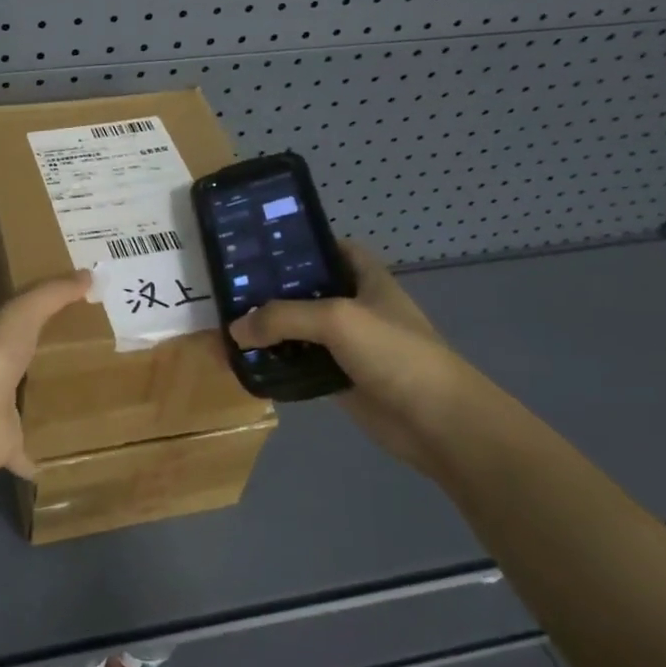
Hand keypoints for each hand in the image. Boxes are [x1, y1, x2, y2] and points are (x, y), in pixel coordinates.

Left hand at [0, 270, 92, 483]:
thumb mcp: (23, 313)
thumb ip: (53, 294)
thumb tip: (89, 274)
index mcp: (4, 343)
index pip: (28, 326)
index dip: (51, 320)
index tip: (86, 317)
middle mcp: (2, 377)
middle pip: (32, 369)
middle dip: (56, 367)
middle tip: (101, 365)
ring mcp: (4, 416)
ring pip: (32, 411)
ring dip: (52, 409)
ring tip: (95, 409)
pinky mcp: (10, 449)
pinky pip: (32, 456)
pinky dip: (45, 460)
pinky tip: (69, 462)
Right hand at [229, 243, 514, 474]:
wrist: (438, 422)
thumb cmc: (395, 353)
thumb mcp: (337, 320)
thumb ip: (283, 317)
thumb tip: (235, 330)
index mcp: (365, 279)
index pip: (330, 249)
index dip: (299, 244)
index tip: (258, 246)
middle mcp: (355, 306)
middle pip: (306, 290)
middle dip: (270, 289)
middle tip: (228, 288)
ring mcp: (348, 345)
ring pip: (299, 330)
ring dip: (268, 331)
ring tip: (227, 326)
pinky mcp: (340, 379)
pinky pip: (300, 365)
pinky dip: (276, 364)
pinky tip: (246, 363)